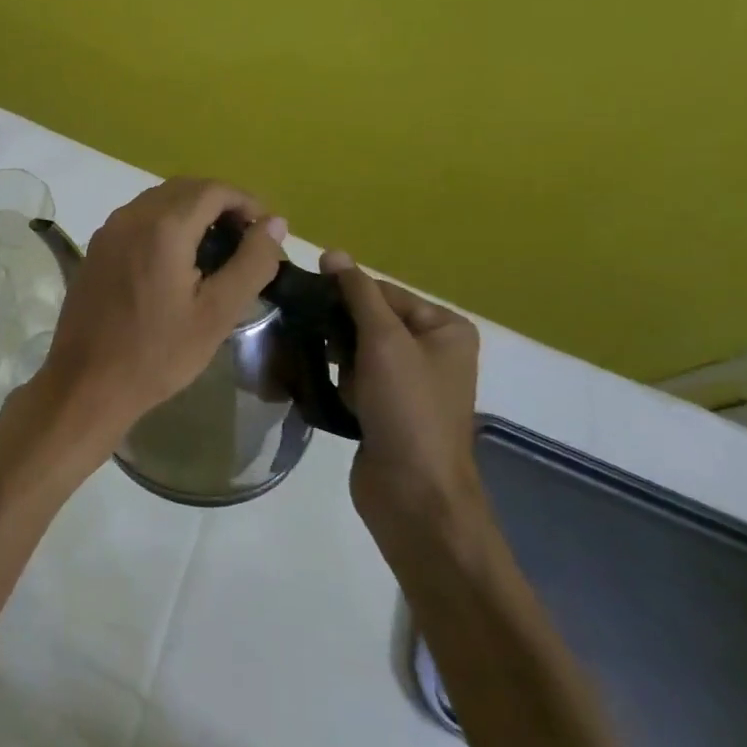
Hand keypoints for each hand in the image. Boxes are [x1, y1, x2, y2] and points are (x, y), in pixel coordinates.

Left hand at [28, 178, 286, 469]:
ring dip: (192, 212)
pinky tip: (177, 261)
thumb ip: (251, 263)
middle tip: (245, 240)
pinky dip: (165, 224)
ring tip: (216, 250)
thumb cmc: (158, 353)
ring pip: (159, 201)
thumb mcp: (217, 313)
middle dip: (220, 204)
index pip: (213, 190)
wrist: (87, 383)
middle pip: (184, 189)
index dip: (246, 202)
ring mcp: (108, 231)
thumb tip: (274, 224)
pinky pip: (137, 219)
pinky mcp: (96, 248)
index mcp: (163, 227)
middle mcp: (131, 216)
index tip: (265, 232)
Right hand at [320, 251, 484, 549]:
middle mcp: (431, 351)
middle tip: (301, 329)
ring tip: (304, 356)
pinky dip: (335, 380)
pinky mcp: (385, 410)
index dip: (343, 294)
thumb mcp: (385, 341)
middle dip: (336, 327)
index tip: (303, 298)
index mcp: (445, 328)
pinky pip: (353, 379)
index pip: (383, 293)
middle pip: (369, 320)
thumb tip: (332, 252)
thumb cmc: (407, 408)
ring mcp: (408, 384)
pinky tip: (316, 384)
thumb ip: (357, 294)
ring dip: (332, 355)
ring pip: (356, 351)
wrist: (414, 493)